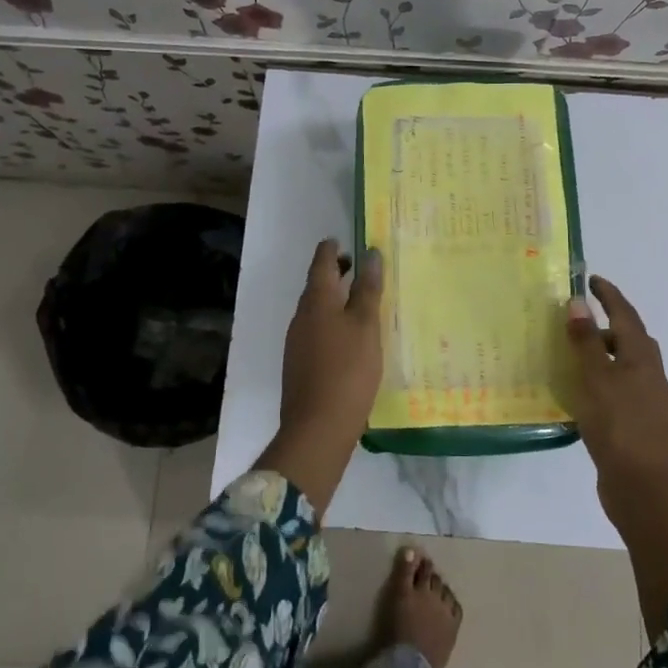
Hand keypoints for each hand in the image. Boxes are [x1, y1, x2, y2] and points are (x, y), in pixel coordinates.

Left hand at [257, 238, 382, 511]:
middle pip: (316, 285)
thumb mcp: (365, 326)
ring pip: (315, 309)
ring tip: (358, 301)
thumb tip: (371, 254)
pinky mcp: (300, 364)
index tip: (343, 240)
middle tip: (356, 266)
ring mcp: (297, 342)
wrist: (317, 427)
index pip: (321, 263)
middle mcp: (301, 316)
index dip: (331, 249)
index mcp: (317, 301)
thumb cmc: (347, 370)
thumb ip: (368, 289)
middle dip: (334, 272)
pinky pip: (316, 330)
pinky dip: (331, 322)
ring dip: (333, 299)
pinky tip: (348, 337)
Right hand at [566, 276, 667, 493]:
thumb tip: (579, 302)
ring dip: (598, 353)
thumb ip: (586, 341)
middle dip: (603, 324)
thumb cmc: (620, 424)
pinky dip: (596, 379)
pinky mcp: (634, 421)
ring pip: (620, 364)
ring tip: (567, 353)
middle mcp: (647, 372)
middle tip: (573, 318)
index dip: (609, 295)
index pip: (625, 314)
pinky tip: (576, 391)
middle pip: (627, 338)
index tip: (591, 279)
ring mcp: (643, 399)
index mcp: (641, 356)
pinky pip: (614, 387)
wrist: (643, 486)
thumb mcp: (597, 378)